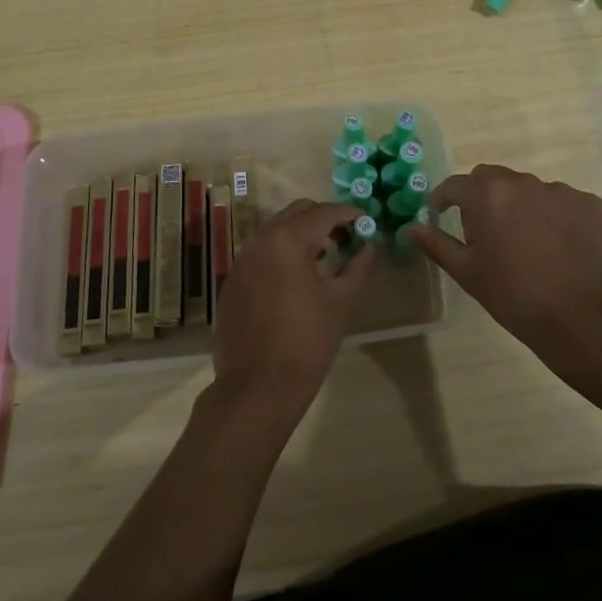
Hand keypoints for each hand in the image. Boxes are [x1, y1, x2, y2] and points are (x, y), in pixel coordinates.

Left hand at [211, 200, 373, 419]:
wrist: (257, 388)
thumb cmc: (307, 342)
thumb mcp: (341, 302)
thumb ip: (358, 266)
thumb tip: (369, 245)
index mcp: (288, 239)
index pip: (324, 212)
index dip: (349, 214)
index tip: (367, 222)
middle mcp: (260, 240)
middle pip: (297, 212)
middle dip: (323, 219)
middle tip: (346, 238)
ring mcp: (241, 260)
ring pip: (276, 230)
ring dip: (301, 235)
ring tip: (324, 258)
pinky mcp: (232, 281)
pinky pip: (261, 253)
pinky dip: (281, 254)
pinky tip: (295, 280)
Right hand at [408, 165, 601, 378]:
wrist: (584, 320)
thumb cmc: (515, 297)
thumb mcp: (468, 273)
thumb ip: (437, 244)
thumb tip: (412, 228)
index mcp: (488, 195)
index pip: (456, 184)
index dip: (444, 199)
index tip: (441, 215)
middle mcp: (523, 182)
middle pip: (493, 179)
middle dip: (482, 198)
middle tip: (486, 233)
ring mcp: (561, 191)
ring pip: (529, 190)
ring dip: (520, 207)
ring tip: (528, 245)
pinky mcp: (591, 204)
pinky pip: (563, 203)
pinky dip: (555, 217)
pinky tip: (559, 249)